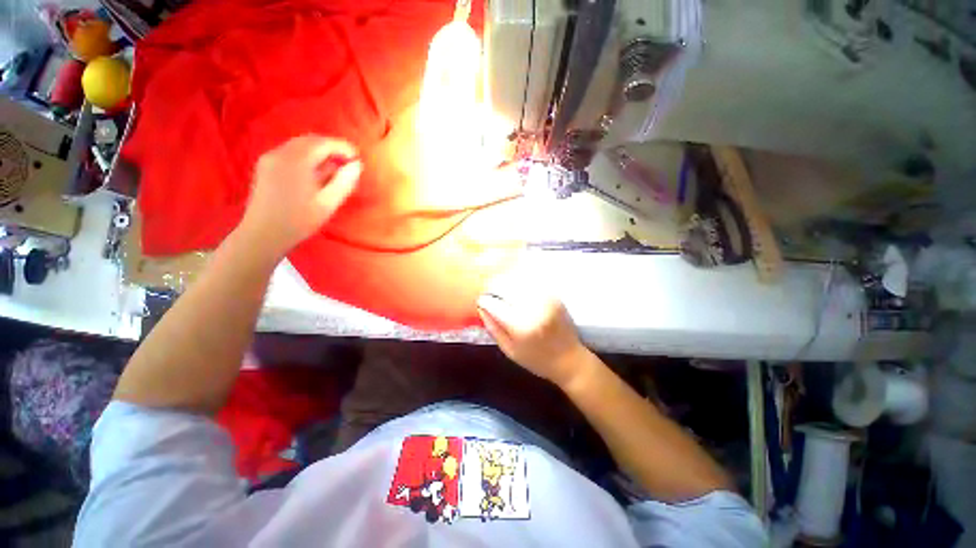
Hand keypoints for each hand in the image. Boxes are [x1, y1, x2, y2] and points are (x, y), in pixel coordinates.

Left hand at [240, 135, 361, 255]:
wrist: (264, 234)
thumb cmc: (299, 220)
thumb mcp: (328, 203)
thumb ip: (344, 181)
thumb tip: (357, 165)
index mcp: (295, 161)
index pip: (323, 143)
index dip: (342, 147)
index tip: (357, 157)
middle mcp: (280, 153)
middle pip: (309, 141)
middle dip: (331, 148)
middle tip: (348, 162)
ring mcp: (270, 158)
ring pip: (299, 145)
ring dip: (319, 152)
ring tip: (334, 168)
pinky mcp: (265, 166)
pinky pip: (290, 153)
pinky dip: (306, 156)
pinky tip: (315, 172)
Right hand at [476, 278, 591, 388]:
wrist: (570, 360)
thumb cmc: (537, 360)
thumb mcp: (509, 351)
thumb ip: (493, 328)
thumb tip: (481, 307)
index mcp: (521, 325)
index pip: (494, 303)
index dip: (484, 300)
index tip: (482, 302)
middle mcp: (533, 307)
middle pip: (505, 285)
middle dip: (494, 287)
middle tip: (491, 295)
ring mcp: (545, 299)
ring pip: (518, 280)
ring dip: (506, 283)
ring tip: (503, 292)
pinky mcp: (553, 295)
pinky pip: (531, 282)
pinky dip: (520, 283)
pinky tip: (517, 291)